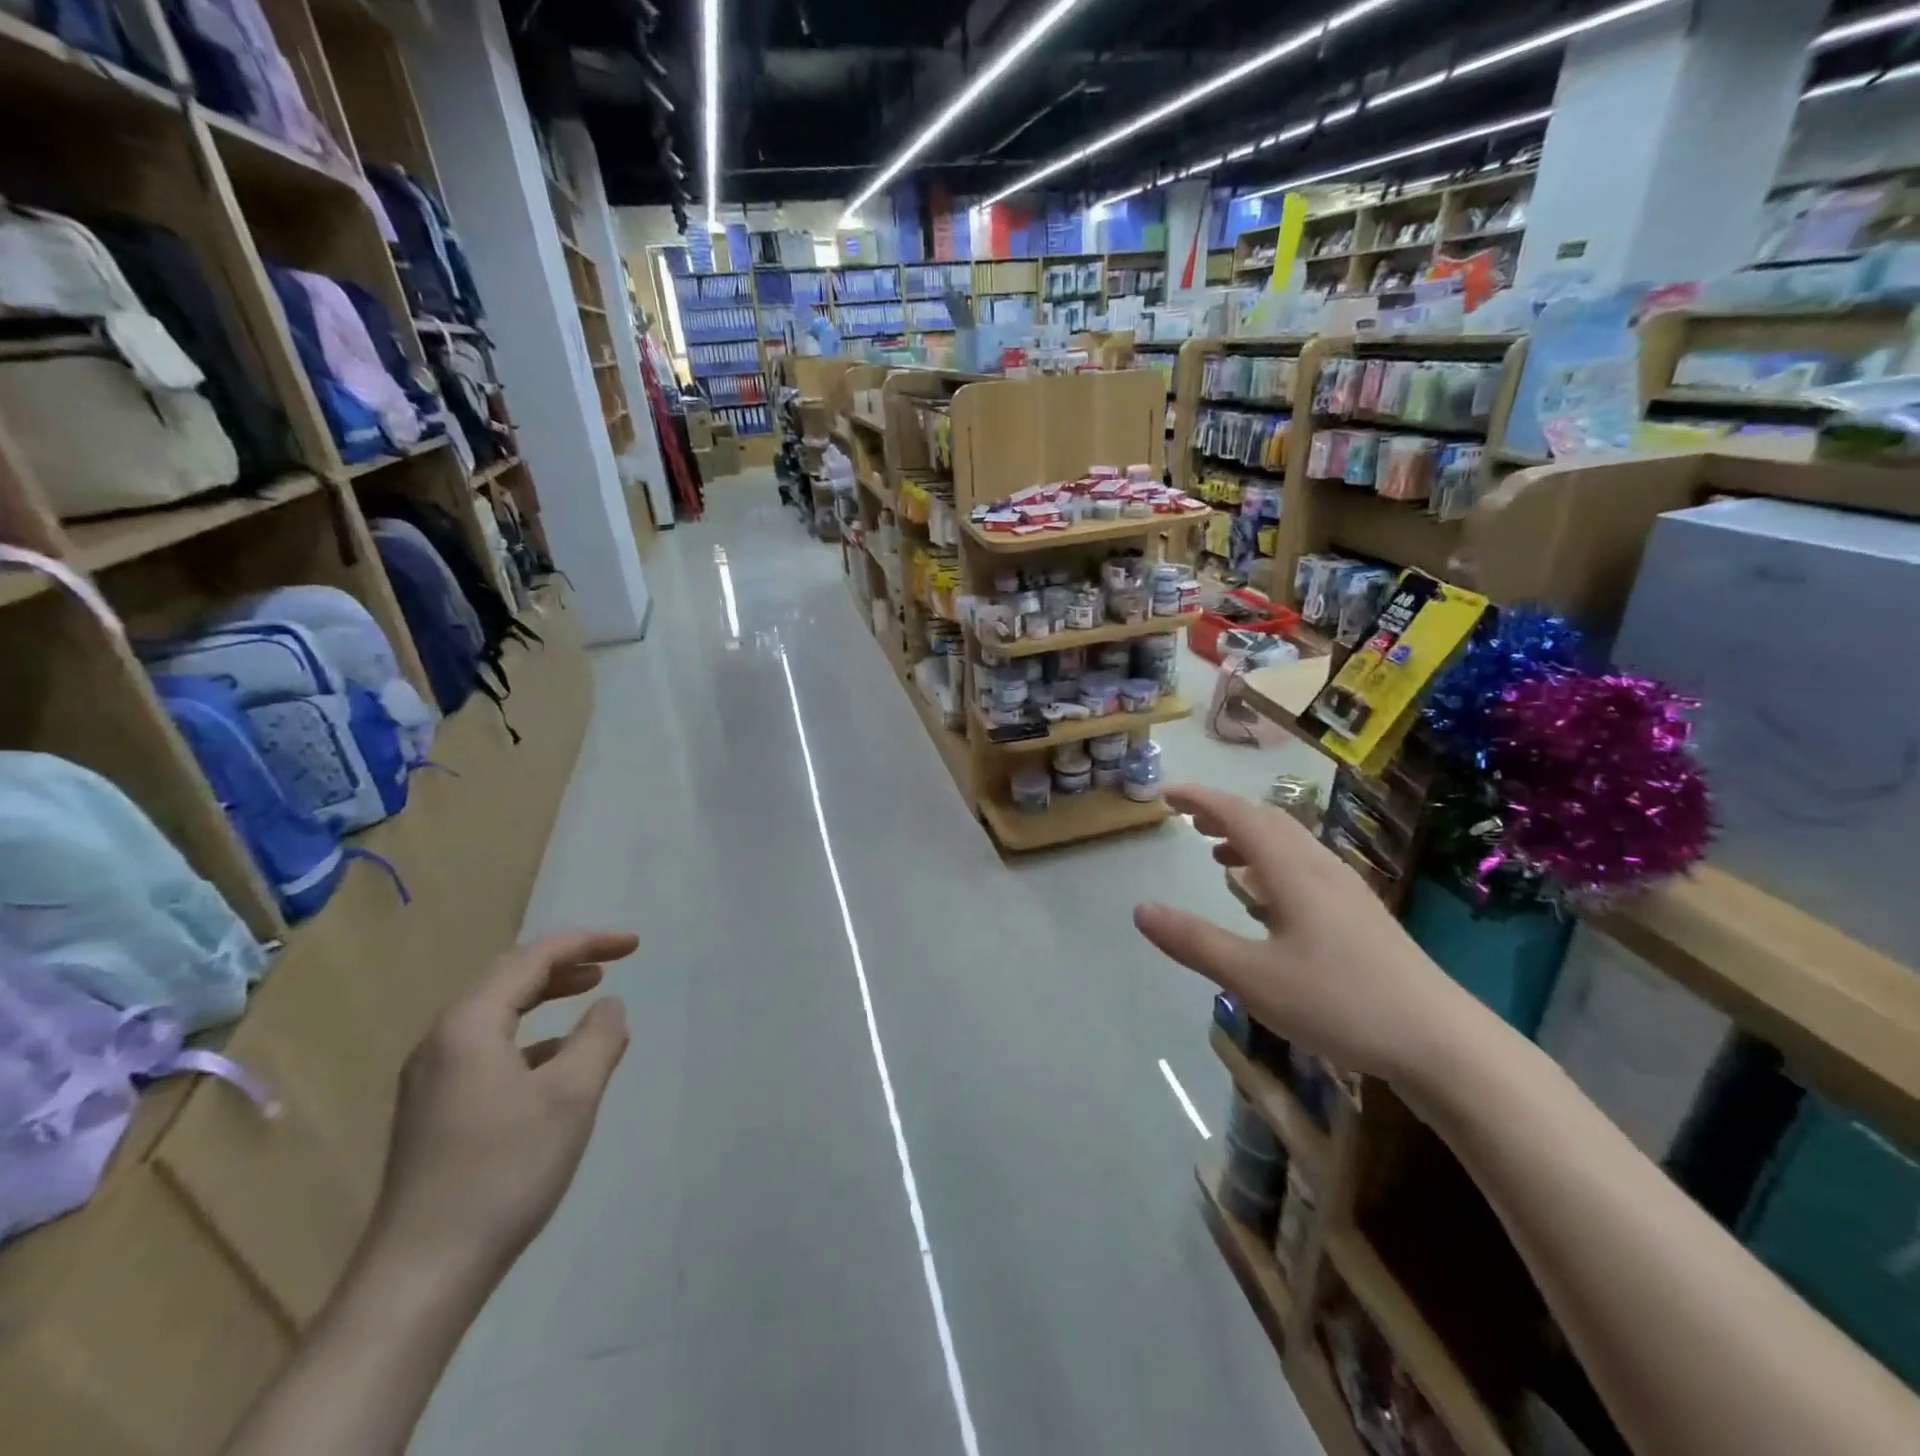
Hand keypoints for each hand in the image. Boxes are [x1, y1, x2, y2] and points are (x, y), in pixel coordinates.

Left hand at [373, 931, 636, 1272]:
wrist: (421, 1275)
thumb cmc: (504, 1171)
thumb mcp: (571, 1096)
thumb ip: (598, 1038)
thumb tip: (609, 1006)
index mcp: (469, 1025)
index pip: (533, 958)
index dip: (587, 943)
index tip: (635, 946)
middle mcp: (442, 1041)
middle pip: (509, 978)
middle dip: (565, 963)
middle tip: (613, 963)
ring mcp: (432, 1079)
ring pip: (498, 1013)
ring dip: (547, 995)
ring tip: (590, 994)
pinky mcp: (435, 1111)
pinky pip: (491, 1047)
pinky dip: (532, 1035)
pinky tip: (557, 1059)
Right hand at [1134, 785, 1481, 1082]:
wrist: (1442, 1043)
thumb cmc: (1340, 1003)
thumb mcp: (1253, 977)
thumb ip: (1195, 942)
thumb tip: (1141, 910)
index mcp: (1293, 872)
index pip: (1239, 816)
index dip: (1200, 799)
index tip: (1165, 795)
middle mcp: (1320, 869)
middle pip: (1268, 821)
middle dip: (1223, 813)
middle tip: (1187, 820)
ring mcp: (1345, 891)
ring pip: (1289, 844)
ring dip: (1248, 837)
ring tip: (1216, 853)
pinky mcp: (1360, 916)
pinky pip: (1304, 869)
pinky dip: (1271, 864)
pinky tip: (1265, 900)